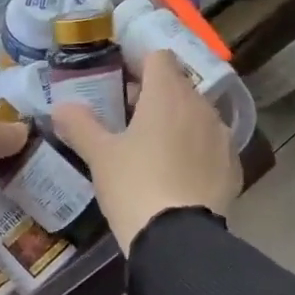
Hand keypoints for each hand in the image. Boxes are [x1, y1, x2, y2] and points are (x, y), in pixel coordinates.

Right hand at [52, 51, 239, 251]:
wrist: (178, 238)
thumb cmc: (134, 186)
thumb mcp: (99, 157)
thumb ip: (80, 126)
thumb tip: (60, 108)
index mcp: (167, 95)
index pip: (158, 56)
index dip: (137, 64)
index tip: (119, 82)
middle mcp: (201, 107)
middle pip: (177, 86)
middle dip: (153, 96)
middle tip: (127, 120)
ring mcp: (222, 136)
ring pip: (196, 116)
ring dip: (176, 123)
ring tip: (153, 150)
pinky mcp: (233, 166)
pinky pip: (210, 146)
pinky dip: (194, 151)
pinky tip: (177, 175)